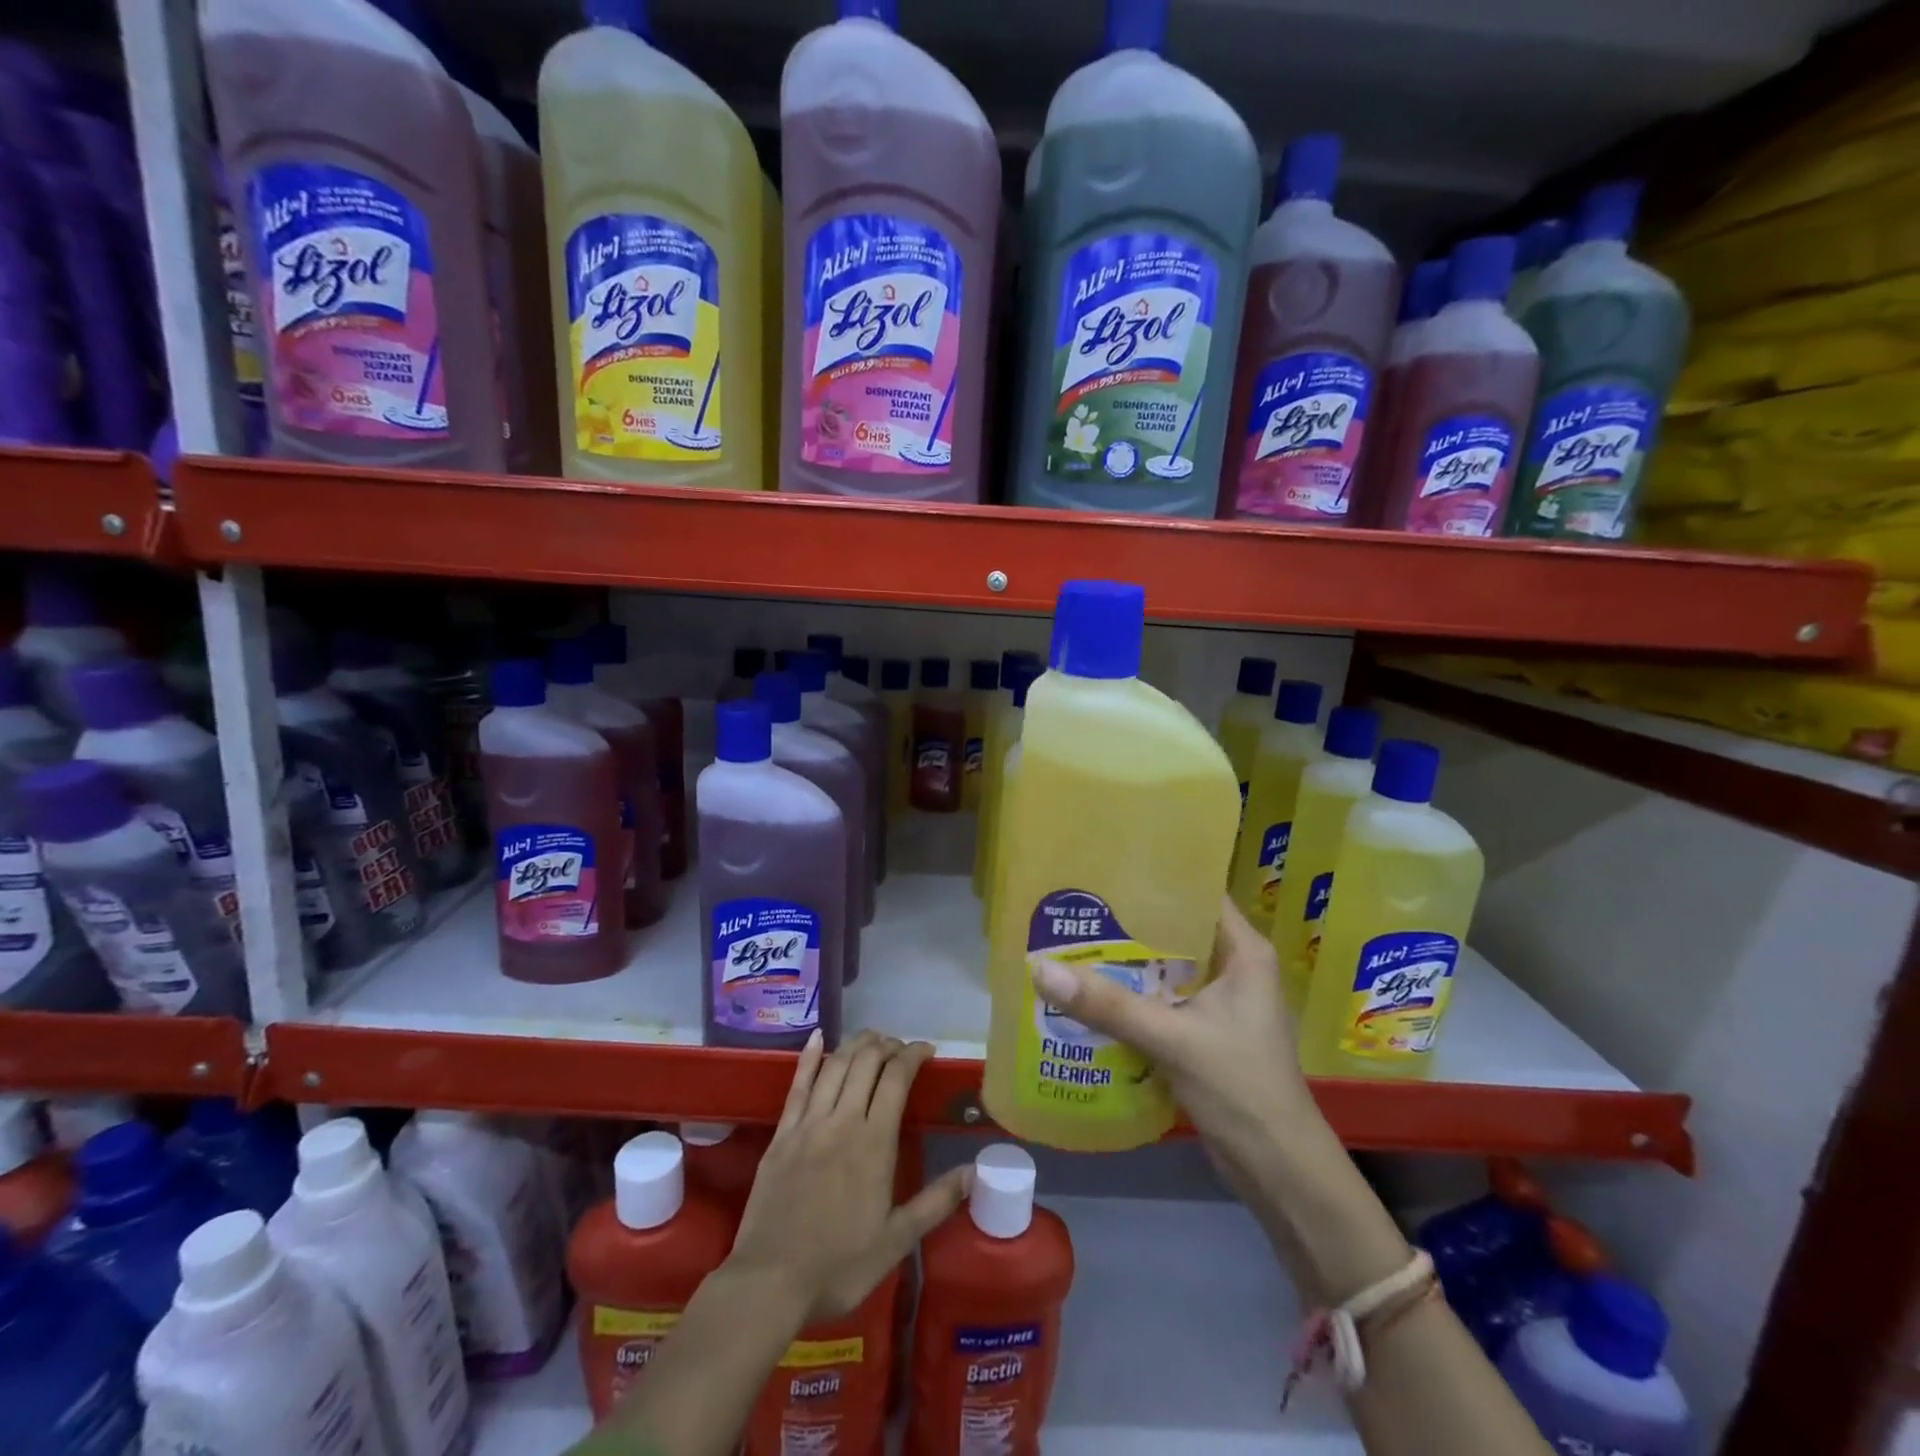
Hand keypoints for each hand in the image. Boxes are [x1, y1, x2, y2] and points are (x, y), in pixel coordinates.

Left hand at [727, 1030, 971, 1322]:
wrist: (768, 1283)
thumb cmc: (837, 1267)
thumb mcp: (895, 1242)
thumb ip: (935, 1202)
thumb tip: (974, 1171)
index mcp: (874, 1143)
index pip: (897, 1078)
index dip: (913, 1055)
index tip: (927, 1051)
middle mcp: (842, 1121)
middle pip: (866, 1061)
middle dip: (887, 1044)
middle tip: (900, 1048)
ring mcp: (808, 1124)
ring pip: (835, 1065)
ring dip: (856, 1044)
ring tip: (872, 1039)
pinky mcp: (781, 1134)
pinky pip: (797, 1084)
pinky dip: (809, 1057)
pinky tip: (817, 1037)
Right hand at [1029, 898, 1317, 1191]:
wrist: (1279, 1173)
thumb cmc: (1241, 1089)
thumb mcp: (1172, 1040)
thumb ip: (1109, 1005)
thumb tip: (1041, 968)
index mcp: (1244, 952)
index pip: (1198, 893)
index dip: (1157, 877)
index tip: (1106, 867)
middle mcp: (1233, 968)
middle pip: (1175, 930)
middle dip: (1128, 921)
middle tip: (1077, 904)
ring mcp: (1219, 1002)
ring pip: (1164, 968)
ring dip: (1126, 962)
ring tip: (1073, 940)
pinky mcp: (1203, 1032)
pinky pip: (1160, 1000)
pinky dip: (1130, 996)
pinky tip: (1089, 992)